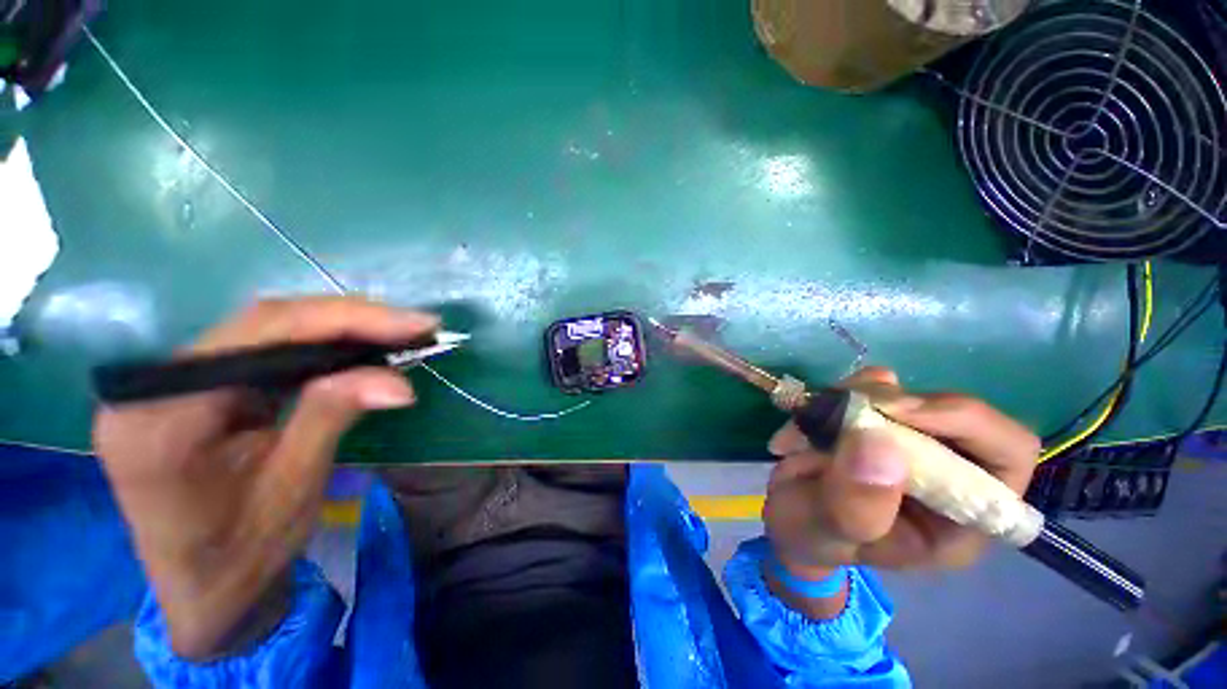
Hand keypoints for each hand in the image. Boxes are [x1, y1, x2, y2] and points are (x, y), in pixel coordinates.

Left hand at [93, 297, 436, 657]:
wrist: (199, 590)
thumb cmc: (239, 555)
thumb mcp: (292, 489)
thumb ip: (331, 417)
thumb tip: (398, 381)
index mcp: (164, 415)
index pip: (262, 333)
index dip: (348, 320)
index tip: (416, 324)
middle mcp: (157, 383)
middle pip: (264, 322)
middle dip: (352, 320)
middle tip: (418, 327)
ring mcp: (173, 381)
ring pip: (267, 328)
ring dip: (341, 329)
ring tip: (400, 334)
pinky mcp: (198, 386)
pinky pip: (266, 348)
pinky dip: (321, 345)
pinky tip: (359, 349)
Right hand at [763, 367, 1038, 581]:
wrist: (789, 519)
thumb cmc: (813, 538)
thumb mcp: (826, 533)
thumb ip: (854, 503)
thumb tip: (879, 440)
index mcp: (960, 518)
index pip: (1007, 455)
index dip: (966, 423)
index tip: (899, 413)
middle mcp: (949, 475)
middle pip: (959, 414)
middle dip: (905, 405)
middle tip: (853, 405)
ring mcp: (914, 444)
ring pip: (911, 395)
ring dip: (863, 396)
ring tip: (817, 420)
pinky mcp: (881, 422)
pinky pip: (876, 388)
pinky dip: (845, 390)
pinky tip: (817, 410)